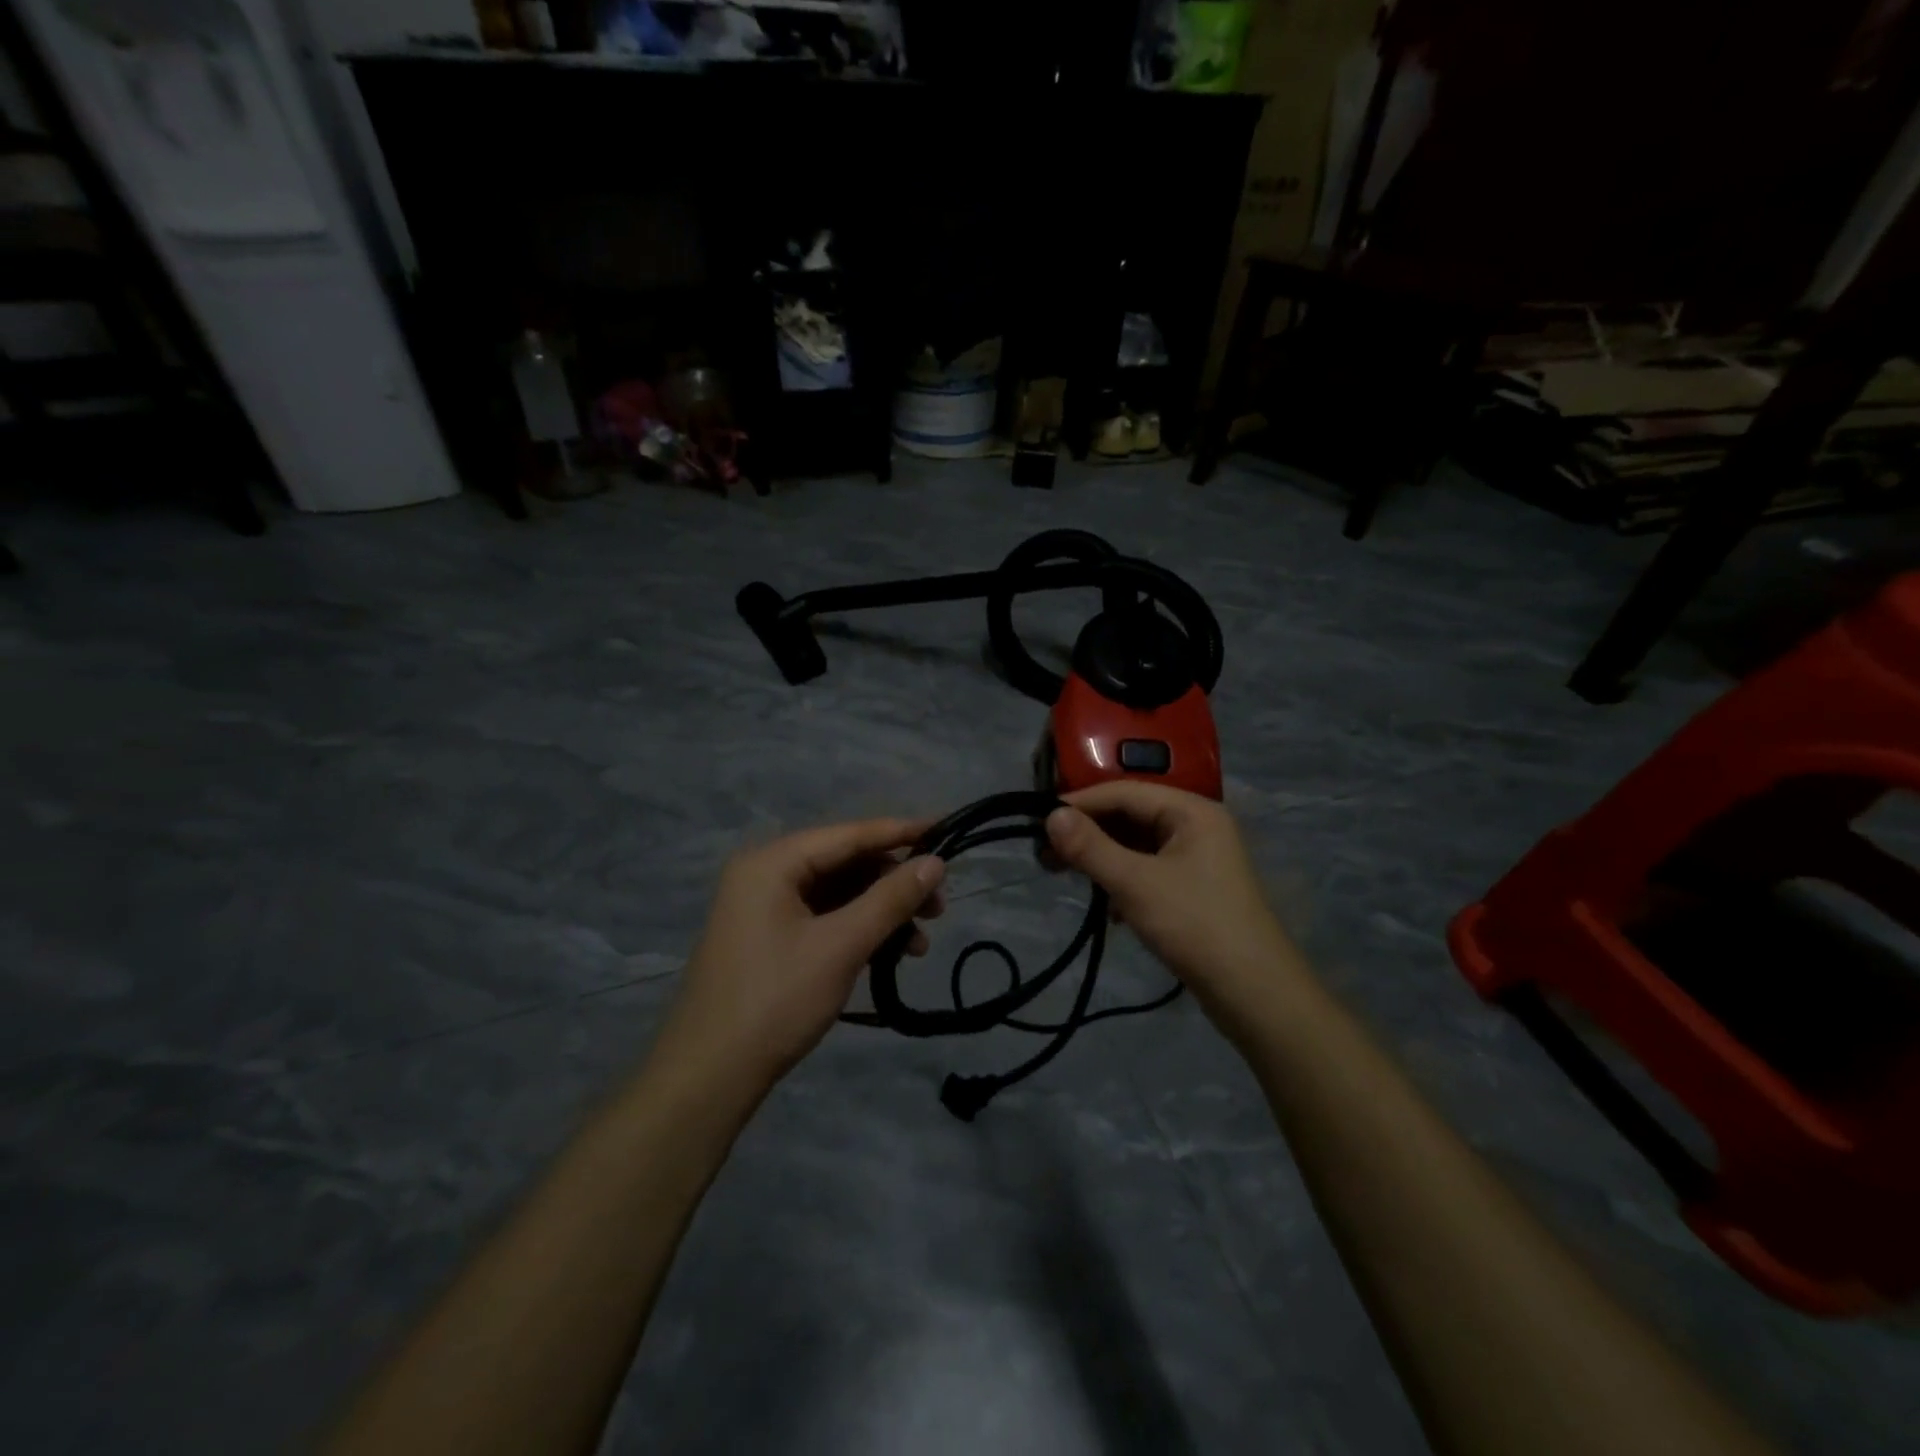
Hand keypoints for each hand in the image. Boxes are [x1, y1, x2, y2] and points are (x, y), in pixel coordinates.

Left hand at [659, 818, 946, 1091]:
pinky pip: (824, 917)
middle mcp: (766, 873)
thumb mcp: (841, 946)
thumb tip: (936, 863)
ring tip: (920, 944)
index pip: (849, 834)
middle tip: (939, 908)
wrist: (709, 1077)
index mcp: (772, 862)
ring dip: (881, 912)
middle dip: (894, 883)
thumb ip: (890, 899)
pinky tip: (890, 954)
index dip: (901, 833)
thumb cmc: (776, 1001)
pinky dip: (858, 930)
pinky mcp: (769, 937)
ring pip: (838, 893)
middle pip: (845, 862)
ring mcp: (764, 907)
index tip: (947, 830)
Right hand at [1045, 782, 1301, 1019]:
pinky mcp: (1194, 889)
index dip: (1079, 804)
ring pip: (1137, 845)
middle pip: (1131, 816)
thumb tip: (1050, 815)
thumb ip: (1091, 847)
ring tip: (1067, 875)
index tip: (1037, 821)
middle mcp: (1197, 826)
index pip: (1123, 792)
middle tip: (1045, 854)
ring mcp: (1198, 859)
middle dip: (1089, 833)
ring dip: (1103, 858)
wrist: (1255, 994)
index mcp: (1191, 811)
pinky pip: (1148, 870)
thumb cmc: (1196, 926)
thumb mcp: (1135, 883)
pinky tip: (1109, 908)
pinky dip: (1123, 880)